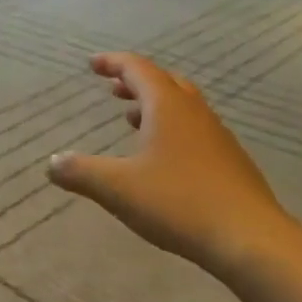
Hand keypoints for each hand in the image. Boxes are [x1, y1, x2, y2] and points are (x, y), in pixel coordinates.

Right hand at [48, 53, 290, 278]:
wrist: (250, 238)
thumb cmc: (178, 202)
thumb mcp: (118, 188)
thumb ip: (80, 172)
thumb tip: (52, 162)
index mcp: (167, 107)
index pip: (137, 69)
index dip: (112, 63)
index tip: (92, 64)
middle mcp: (195, 112)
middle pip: (164, 82)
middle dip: (135, 82)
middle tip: (112, 90)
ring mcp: (217, 136)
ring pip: (183, 106)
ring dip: (155, 105)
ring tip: (131, 120)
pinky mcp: (230, 162)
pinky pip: (195, 130)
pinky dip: (172, 129)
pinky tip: (164, 158)